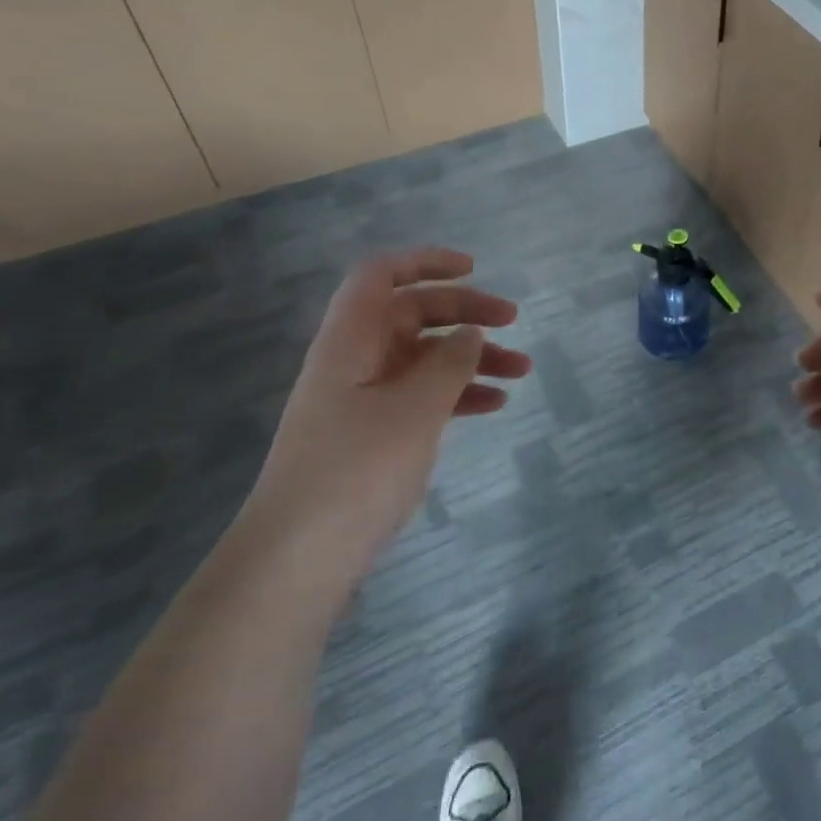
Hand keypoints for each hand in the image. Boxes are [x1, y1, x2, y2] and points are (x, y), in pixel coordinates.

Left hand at [246, 248, 530, 593]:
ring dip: (471, 358)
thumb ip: (449, 362)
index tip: (473, 269)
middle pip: (412, 314)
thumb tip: (471, 333)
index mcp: (351, 340)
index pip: (381, 275)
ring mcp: (362, 399)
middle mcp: (354, 360)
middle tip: (514, 322)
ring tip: (522, 371)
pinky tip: (493, 405)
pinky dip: (457, 394)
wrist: (298, 558)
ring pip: (423, 358)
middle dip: (465, 312)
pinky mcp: (372, 434)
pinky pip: (421, 397)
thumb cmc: (357, 469)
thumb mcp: (415, 409)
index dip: (425, 261)